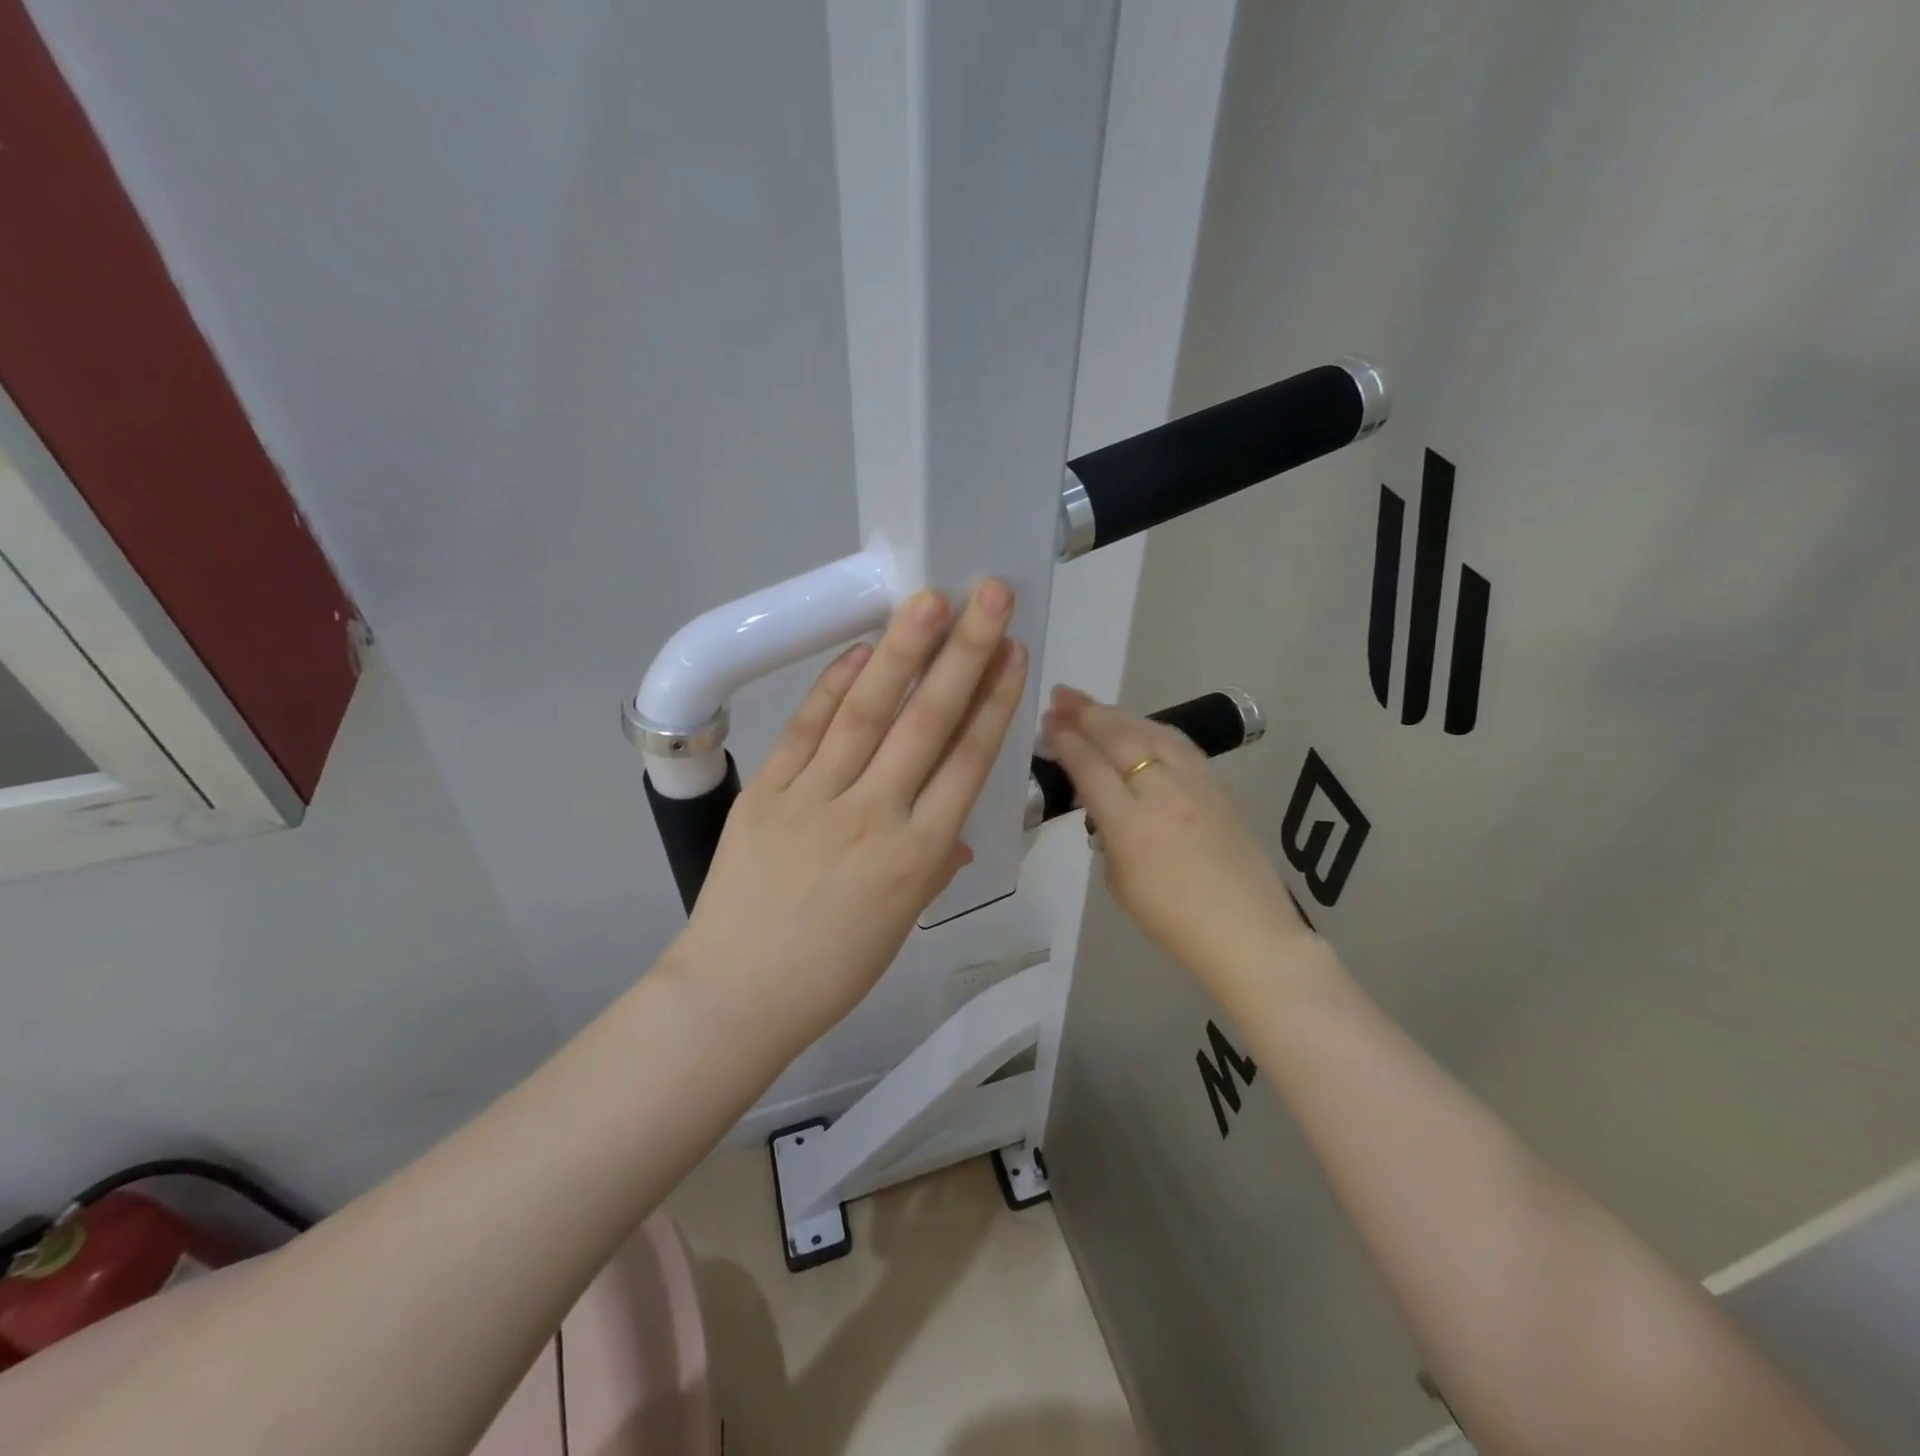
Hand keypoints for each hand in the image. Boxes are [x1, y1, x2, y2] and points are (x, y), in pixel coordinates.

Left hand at [671, 582, 1027, 1048]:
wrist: (737, 995)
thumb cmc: (831, 971)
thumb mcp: (901, 923)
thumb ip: (933, 865)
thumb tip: (954, 833)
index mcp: (920, 856)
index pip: (968, 761)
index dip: (994, 701)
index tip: (1013, 652)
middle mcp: (876, 815)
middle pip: (927, 722)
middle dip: (964, 653)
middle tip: (989, 596)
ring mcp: (816, 799)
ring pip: (867, 712)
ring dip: (902, 651)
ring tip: (929, 600)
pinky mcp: (767, 793)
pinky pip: (806, 730)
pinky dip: (833, 686)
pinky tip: (860, 650)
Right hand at [1041, 686, 1313, 985]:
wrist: (1248, 934)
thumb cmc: (1174, 922)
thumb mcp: (1120, 882)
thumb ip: (1109, 835)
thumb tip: (1106, 805)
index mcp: (1131, 826)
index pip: (1090, 769)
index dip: (1066, 742)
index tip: (1049, 724)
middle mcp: (1163, 794)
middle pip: (1119, 739)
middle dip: (1086, 714)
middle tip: (1062, 697)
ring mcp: (1197, 786)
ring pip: (1153, 733)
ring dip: (1119, 715)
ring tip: (1094, 707)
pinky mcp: (1220, 787)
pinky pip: (1180, 746)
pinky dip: (1153, 730)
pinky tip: (1142, 727)